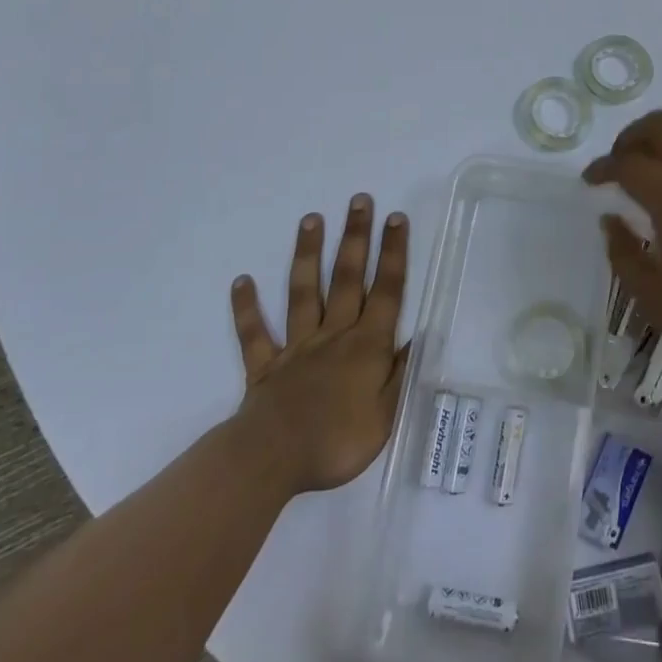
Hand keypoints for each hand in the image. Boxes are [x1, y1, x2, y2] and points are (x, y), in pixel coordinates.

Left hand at [229, 195, 409, 497]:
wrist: (273, 461)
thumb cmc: (337, 442)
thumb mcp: (386, 415)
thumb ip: (401, 373)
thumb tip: (419, 336)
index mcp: (367, 345)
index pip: (386, 291)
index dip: (392, 253)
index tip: (395, 218)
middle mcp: (334, 335)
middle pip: (347, 278)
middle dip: (355, 237)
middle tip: (358, 200)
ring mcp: (297, 347)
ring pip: (304, 292)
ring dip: (308, 254)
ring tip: (310, 219)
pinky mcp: (265, 366)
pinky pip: (255, 334)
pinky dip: (247, 308)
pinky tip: (242, 281)